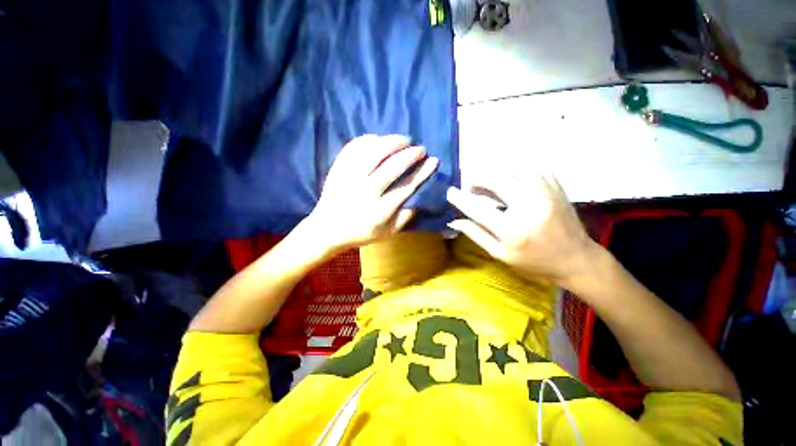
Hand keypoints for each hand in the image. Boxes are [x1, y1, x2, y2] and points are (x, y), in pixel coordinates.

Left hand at [308, 134, 438, 250]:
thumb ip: (405, 218)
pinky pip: (354, 147)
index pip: (406, 187)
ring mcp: (349, 178)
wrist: (327, 229)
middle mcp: (365, 192)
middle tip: (420, 149)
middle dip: (410, 155)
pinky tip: (379, 139)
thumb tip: (421, 201)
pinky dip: (369, 140)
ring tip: (404, 140)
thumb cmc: (360, 232)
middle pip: (392, 167)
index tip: (433, 161)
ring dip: (392, 142)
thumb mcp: (387, 233)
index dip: (422, 172)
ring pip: (374, 153)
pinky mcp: (338, 169)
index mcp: (379, 210)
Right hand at [446, 172, 599, 284]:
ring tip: (490, 183)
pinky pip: (533, 166)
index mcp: (512, 231)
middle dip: (478, 179)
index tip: (450, 192)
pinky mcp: (556, 186)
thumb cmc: (534, 261)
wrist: (575, 258)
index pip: (478, 209)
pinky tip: (511, 177)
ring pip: (514, 168)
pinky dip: (517, 168)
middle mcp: (529, 208)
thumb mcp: (500, 254)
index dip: (460, 198)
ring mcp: (546, 194)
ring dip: (496, 172)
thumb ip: (476, 235)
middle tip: (471, 186)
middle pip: (496, 180)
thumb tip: (454, 220)